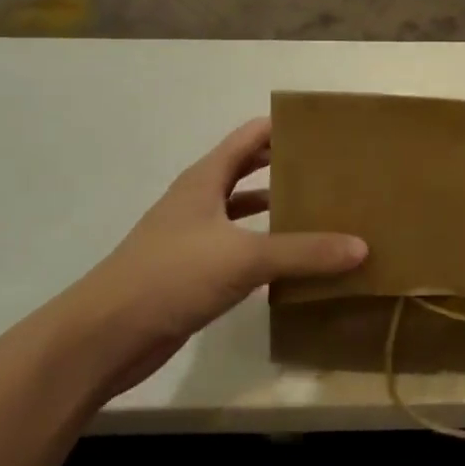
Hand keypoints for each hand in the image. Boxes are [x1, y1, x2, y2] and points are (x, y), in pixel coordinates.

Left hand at [60, 119, 366, 398]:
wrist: (103, 338)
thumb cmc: (171, 276)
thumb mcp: (244, 257)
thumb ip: (304, 251)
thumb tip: (361, 247)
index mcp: (205, 179)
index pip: (251, 136)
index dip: (285, 127)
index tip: (326, 128)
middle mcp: (199, 201)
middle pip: (247, 169)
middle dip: (286, 166)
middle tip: (332, 168)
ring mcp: (193, 237)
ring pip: (243, 210)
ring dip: (276, 207)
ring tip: (321, 208)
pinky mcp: (192, 273)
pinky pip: (238, 248)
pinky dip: (264, 246)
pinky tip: (292, 260)